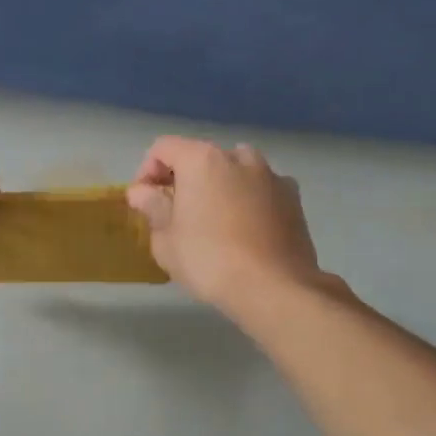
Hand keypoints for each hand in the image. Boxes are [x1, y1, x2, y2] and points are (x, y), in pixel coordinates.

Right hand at [125, 137, 326, 314]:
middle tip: (177, 214)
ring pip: (235, 171)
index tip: (145, 202)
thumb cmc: (209, 260)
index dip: (147, 172)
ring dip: (220, 187)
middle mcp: (238, 157)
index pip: (163, 148)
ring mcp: (271, 175)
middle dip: (185, 180)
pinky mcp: (293, 198)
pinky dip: (249, 201)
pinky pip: (261, 190)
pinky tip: (246, 231)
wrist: (274, 287)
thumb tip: (142, 192)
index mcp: (202, 160)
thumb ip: (152, 208)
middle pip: (201, 158)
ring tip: (215, 221)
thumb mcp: (166, 240)